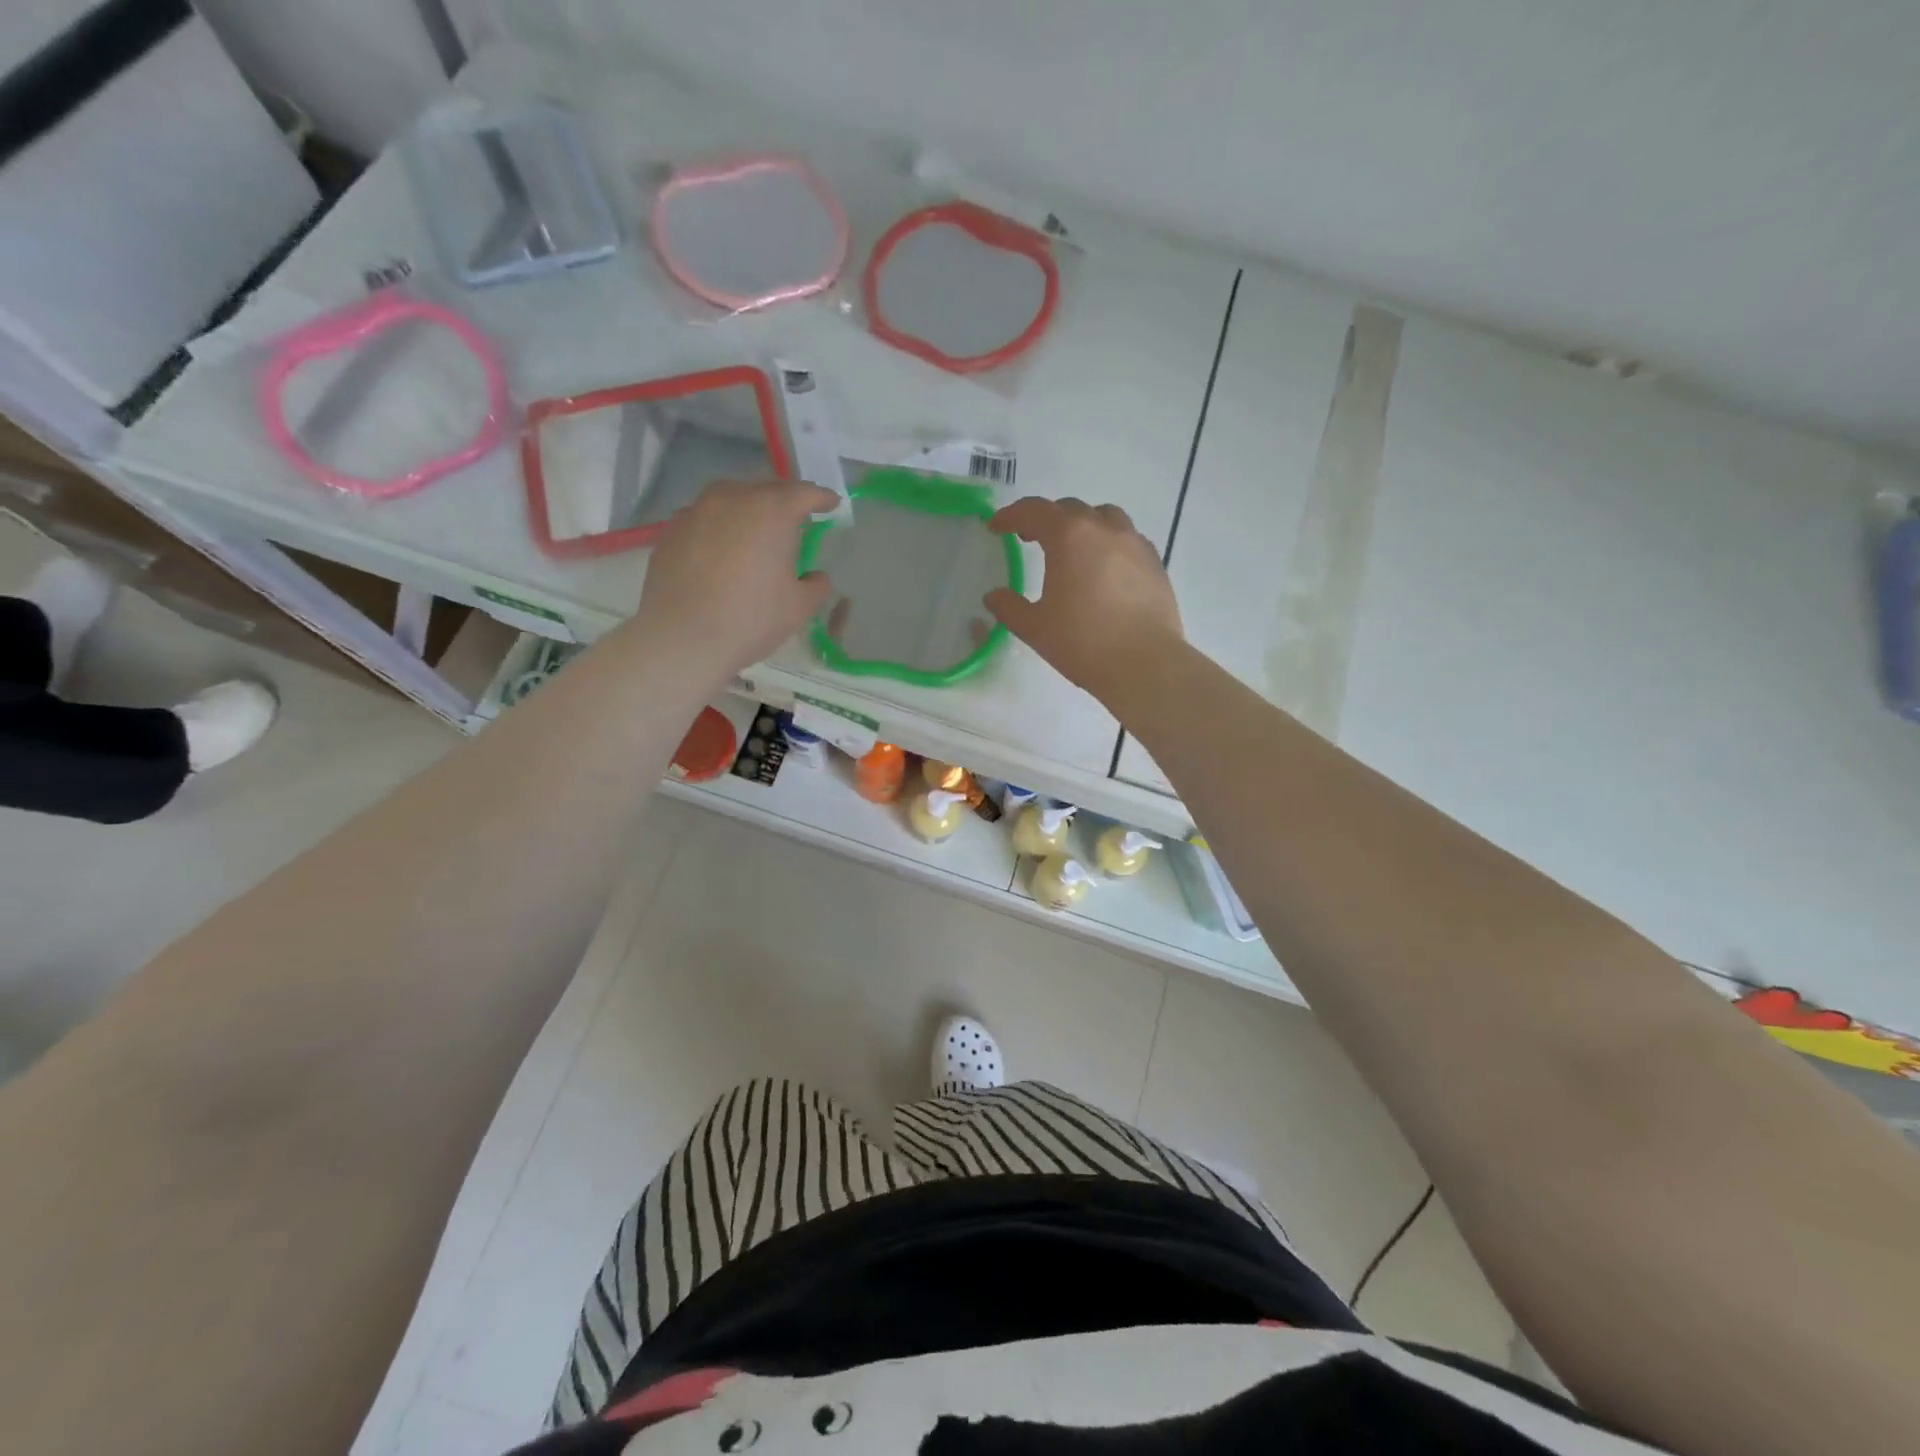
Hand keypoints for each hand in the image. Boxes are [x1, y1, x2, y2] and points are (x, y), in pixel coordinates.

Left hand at [631, 478, 837, 679]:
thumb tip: (815, 577)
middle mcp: (732, 499)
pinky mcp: (670, 531)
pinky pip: (704, 519)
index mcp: (771, 512)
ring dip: (748, 510)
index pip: (804, 493)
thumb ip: (815, 586)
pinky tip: (720, 550)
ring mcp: (696, 511)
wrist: (682, 638)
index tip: (831, 504)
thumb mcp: (799, 608)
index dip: (822, 498)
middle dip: (784, 501)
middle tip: (795, 520)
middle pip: (766, 489)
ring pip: (730, 499)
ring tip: (754, 531)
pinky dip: (718, 527)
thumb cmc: (750, 619)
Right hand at [983, 497, 1183, 702]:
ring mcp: (1134, 542)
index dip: (1010, 516)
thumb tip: (993, 596)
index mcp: (1069, 536)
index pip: (1033, 511)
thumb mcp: (1035, 628)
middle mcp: (1104, 528)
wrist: (1145, 664)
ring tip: (1072, 548)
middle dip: (1045, 519)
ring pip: (1104, 517)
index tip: (995, 527)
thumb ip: (1009, 607)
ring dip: (1082, 524)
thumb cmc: (1083, 642)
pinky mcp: (1155, 562)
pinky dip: (1108, 543)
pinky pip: (1127, 538)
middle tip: (1029, 538)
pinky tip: (1104, 568)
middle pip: (1069, 509)